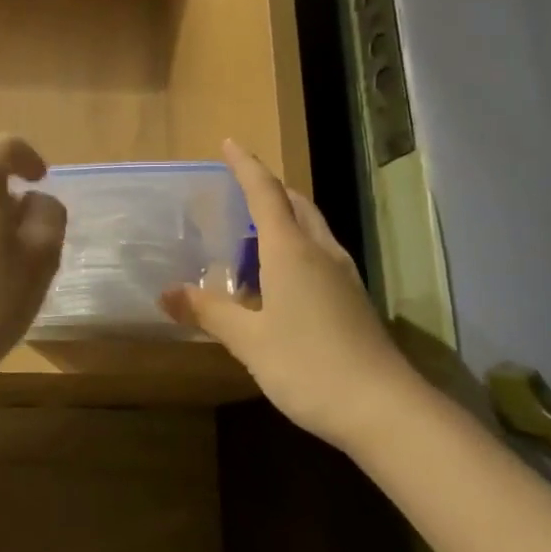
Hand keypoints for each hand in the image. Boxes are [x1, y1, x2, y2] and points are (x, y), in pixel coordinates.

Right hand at [162, 141, 420, 444]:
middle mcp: (321, 253)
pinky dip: (297, 247)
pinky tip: (282, 276)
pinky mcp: (353, 299)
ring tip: (255, 230)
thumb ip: (209, 312)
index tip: (229, 143)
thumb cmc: (308, 365)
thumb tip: (167, 293)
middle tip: (240, 188)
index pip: (265, 194)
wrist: (383, 408)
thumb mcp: (249, 340)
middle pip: (295, 204)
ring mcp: (343, 276)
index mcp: (291, 251)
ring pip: (312, 229)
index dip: (245, 166)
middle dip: (268, 189)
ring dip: (285, 217)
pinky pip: (320, 254)